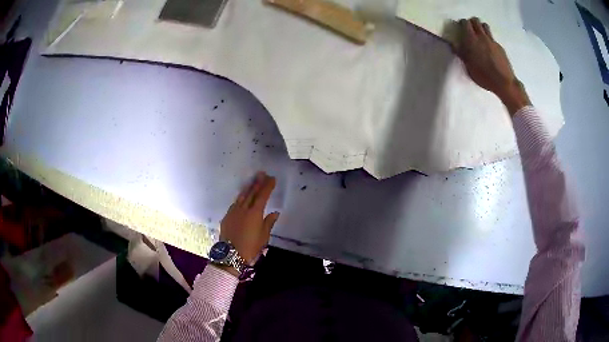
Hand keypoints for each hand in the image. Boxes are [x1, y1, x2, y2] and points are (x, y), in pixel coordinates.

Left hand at [220, 171, 279, 265]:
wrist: (230, 254)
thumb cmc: (251, 247)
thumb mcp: (264, 237)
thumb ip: (269, 223)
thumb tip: (274, 213)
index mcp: (255, 213)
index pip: (263, 195)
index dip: (267, 186)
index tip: (272, 178)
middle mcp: (243, 209)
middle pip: (251, 193)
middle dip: (257, 183)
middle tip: (262, 174)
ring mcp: (233, 212)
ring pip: (241, 196)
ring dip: (248, 188)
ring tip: (252, 182)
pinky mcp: (226, 217)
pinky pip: (234, 204)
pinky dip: (240, 198)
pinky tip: (241, 198)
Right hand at [452, 17, 530, 114]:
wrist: (504, 82)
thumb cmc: (484, 76)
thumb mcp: (469, 67)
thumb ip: (462, 54)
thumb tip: (454, 45)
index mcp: (471, 40)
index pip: (465, 23)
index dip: (462, 24)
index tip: (461, 28)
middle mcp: (481, 36)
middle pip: (475, 21)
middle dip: (471, 23)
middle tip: (470, 30)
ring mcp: (492, 40)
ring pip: (485, 26)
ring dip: (480, 27)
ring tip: (480, 35)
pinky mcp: (499, 46)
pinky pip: (492, 37)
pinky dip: (489, 39)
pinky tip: (489, 48)